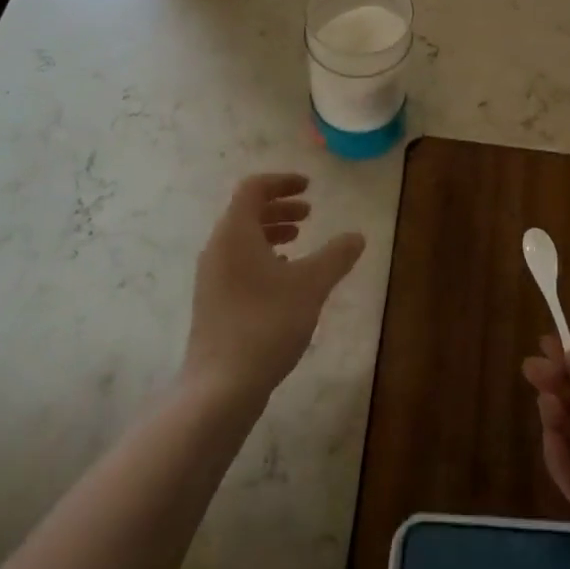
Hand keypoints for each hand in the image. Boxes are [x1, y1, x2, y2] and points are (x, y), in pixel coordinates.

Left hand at [184, 174, 365, 401]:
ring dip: (271, 233)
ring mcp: (211, 278)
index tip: (309, 187)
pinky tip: (284, 278)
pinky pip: (238, 263)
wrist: (221, 386)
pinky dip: (262, 257)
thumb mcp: (311, 285)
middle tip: (309, 214)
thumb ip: (336, 256)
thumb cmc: (267, 323)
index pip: (253, 188)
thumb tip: (357, 236)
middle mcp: (217, 249)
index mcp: (235, 234)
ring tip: (299, 242)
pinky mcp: (213, 302)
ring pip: (241, 240)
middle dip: (279, 208)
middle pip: (246, 212)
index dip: (282, 181)